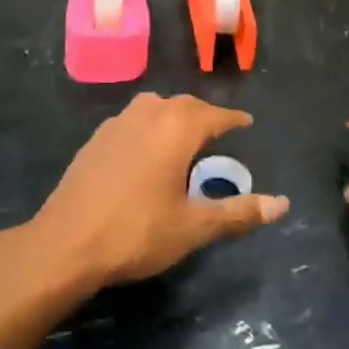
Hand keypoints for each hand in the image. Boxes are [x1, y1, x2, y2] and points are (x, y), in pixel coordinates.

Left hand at [32, 93, 289, 287]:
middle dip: (205, 115)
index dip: (234, 119)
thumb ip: (238, 212)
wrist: (65, 243)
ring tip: (185, 137)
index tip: (247, 123)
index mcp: (177, 127)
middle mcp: (149, 113)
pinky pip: (133, 120)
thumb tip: (282, 204)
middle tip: (220, 131)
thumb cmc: (137, 231)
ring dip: (174, 116)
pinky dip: (149, 126)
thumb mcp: (194, 226)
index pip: (215, 114)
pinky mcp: (96, 139)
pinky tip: (146, 150)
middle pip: (185, 105)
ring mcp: (118, 123)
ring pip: (155, 107)